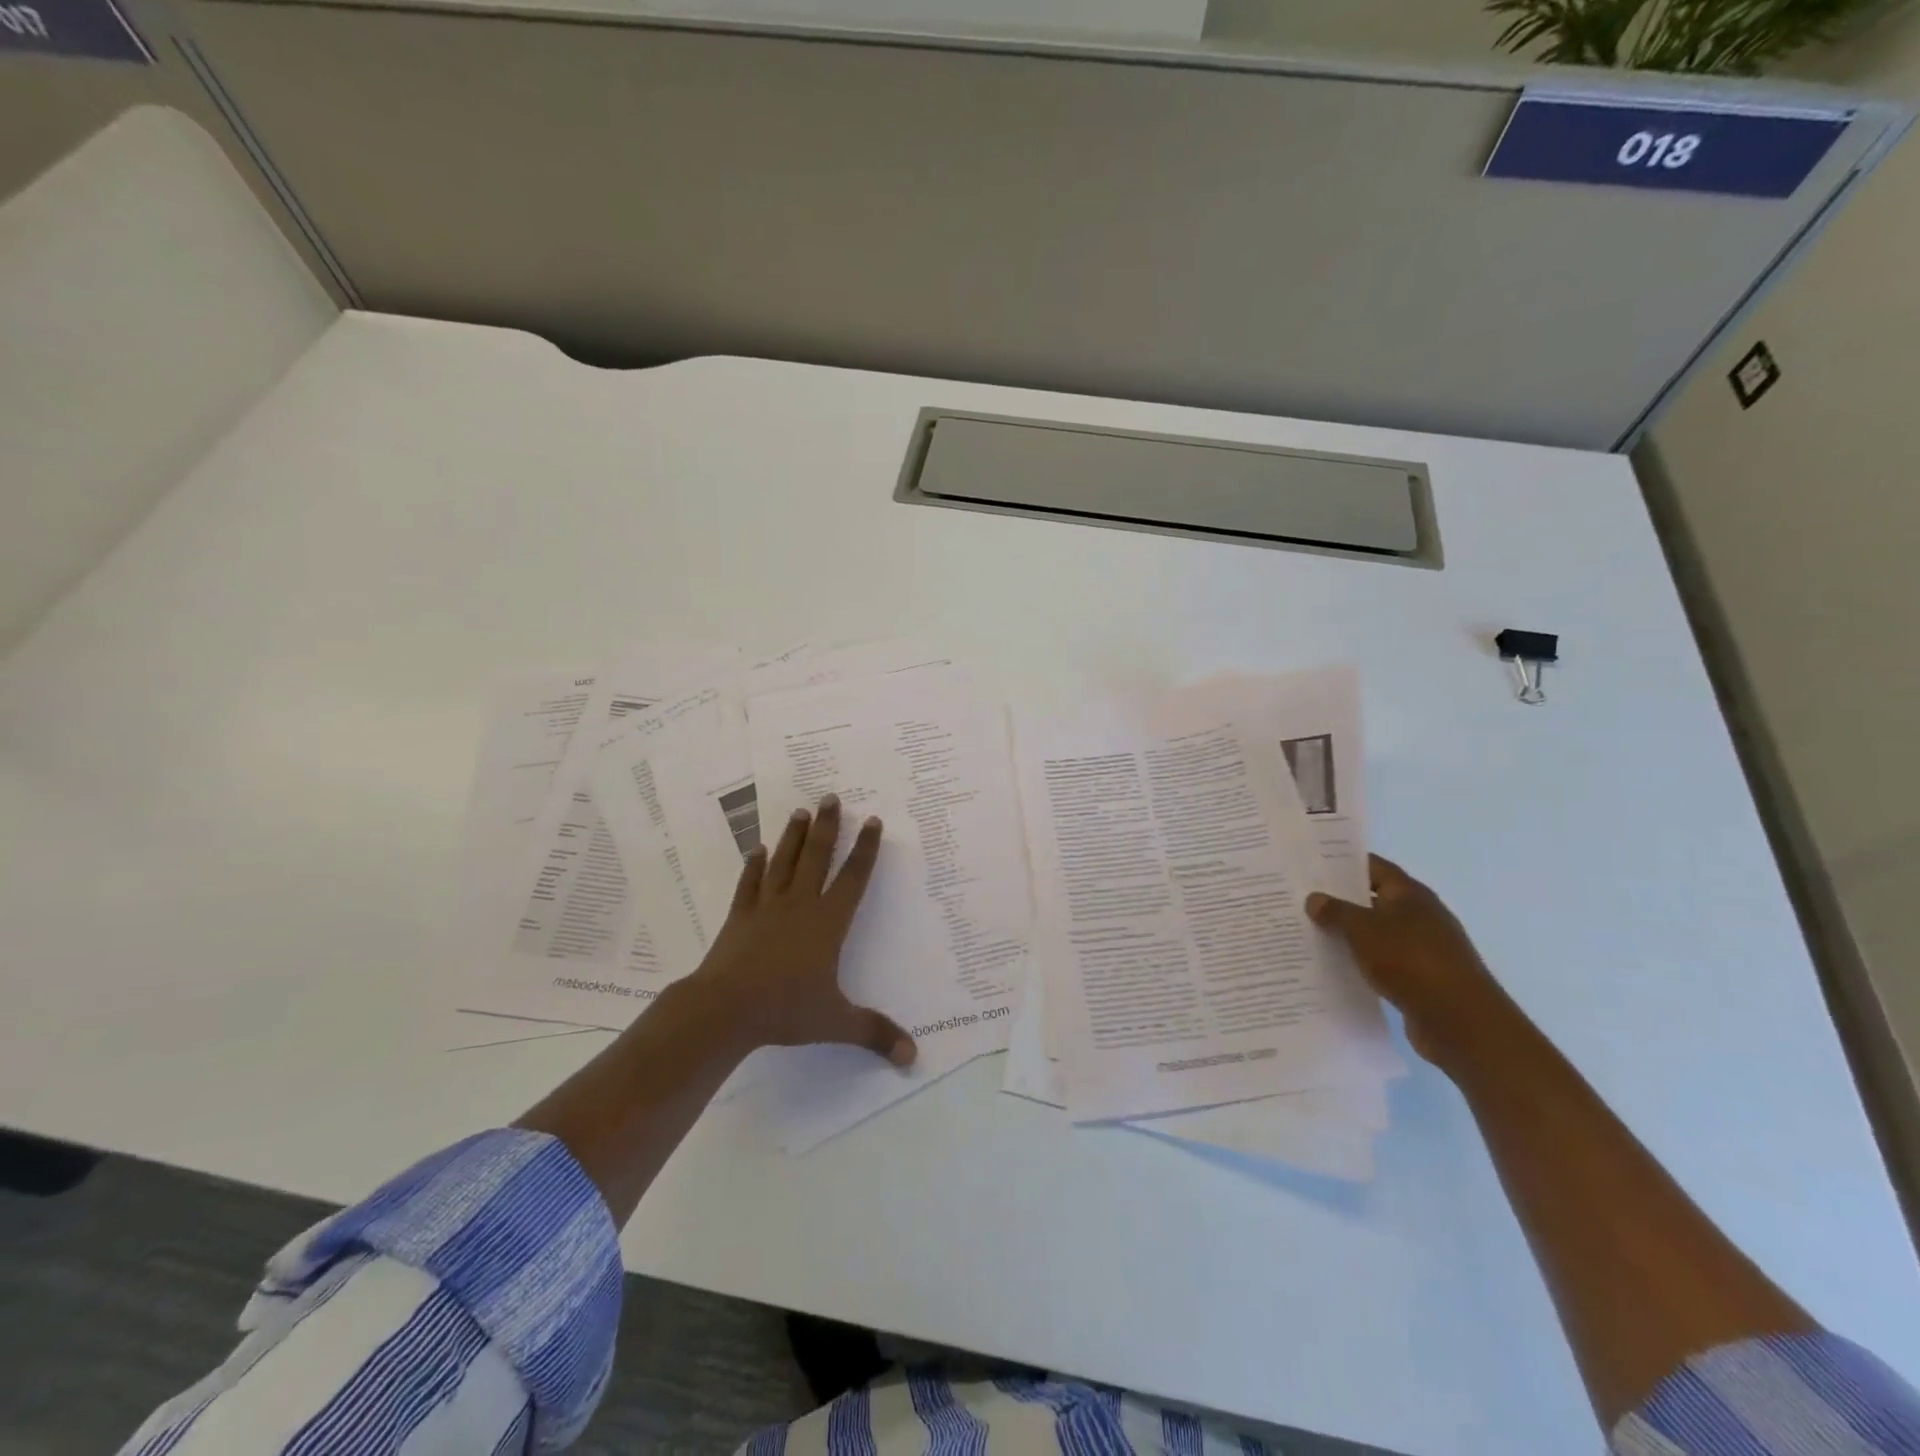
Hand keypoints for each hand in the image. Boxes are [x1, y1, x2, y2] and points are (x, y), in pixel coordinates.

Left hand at [687, 794, 915, 1066]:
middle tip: (832, 796)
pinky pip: (749, 884)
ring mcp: (767, 907)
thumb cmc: (785, 1009)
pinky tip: (756, 849)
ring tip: (801, 811)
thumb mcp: (835, 1022)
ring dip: (794, 836)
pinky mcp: (740, 917)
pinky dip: (754, 866)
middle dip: (828, 827)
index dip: (865, 849)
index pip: (853, 878)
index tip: (871, 820)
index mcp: (828, 923)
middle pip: (817, 857)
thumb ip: (874, 1033)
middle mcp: (800, 905)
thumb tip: (913, 1056)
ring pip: (784, 862)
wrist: (725, 1008)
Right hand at [1306, 855, 1511, 1067]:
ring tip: (1309, 932)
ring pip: (1376, 932)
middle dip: (1340, 900)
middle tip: (1300, 899)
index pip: (1373, 867)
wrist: (1460, 1021)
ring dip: (1348, 933)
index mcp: (1410, 894)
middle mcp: (1419, 916)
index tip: (1310, 865)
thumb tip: (1314, 898)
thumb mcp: (1364, 929)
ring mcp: (1422, 948)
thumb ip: (1337, 911)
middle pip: (1373, 899)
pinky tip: (1334, 965)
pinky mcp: (1420, 978)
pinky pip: (1382, 961)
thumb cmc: (1411, 961)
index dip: (1343, 863)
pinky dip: (1360, 960)